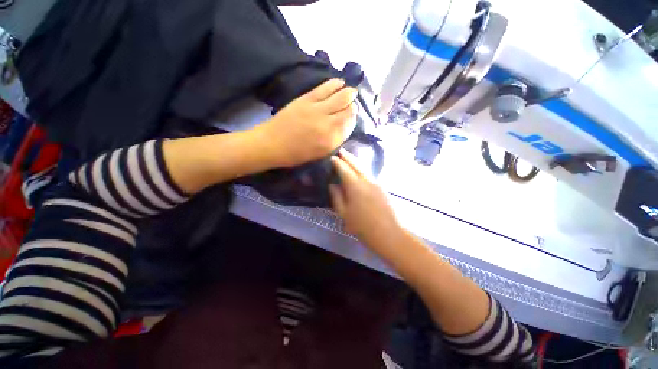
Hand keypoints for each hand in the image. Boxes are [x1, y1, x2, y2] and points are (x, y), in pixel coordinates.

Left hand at [255, 79, 357, 167]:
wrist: (271, 143)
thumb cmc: (295, 154)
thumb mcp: (318, 154)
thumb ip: (333, 141)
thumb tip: (343, 127)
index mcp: (330, 141)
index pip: (349, 127)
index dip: (353, 120)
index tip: (352, 117)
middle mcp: (328, 125)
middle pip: (347, 111)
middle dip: (352, 107)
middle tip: (353, 105)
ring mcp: (317, 110)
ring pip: (340, 98)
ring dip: (349, 93)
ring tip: (352, 92)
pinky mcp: (307, 99)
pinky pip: (325, 88)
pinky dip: (335, 84)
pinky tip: (340, 82)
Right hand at [329, 150, 402, 249]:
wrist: (387, 233)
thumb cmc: (362, 226)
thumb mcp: (344, 213)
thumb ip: (337, 197)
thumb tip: (332, 185)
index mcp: (355, 186)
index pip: (344, 170)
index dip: (337, 163)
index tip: (332, 157)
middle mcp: (366, 180)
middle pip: (356, 164)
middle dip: (348, 156)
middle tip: (341, 150)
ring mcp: (376, 183)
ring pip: (364, 167)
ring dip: (356, 161)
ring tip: (349, 157)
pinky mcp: (381, 187)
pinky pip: (369, 173)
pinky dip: (362, 168)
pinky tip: (359, 170)